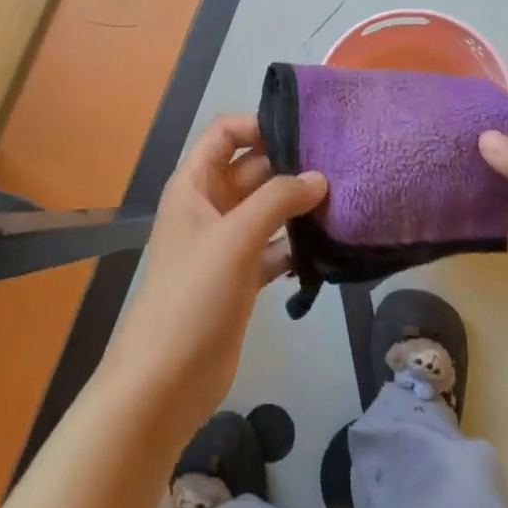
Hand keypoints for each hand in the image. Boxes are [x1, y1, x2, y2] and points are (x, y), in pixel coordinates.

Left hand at [100, 114, 326, 444]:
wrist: (165, 381)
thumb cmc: (193, 295)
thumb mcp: (235, 237)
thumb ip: (278, 199)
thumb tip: (320, 177)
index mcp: (193, 185)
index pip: (224, 134)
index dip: (257, 126)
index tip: (303, 133)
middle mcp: (208, 207)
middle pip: (250, 169)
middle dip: (288, 166)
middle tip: (338, 167)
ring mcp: (224, 244)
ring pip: (264, 209)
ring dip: (295, 206)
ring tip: (342, 201)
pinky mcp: (240, 278)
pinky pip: (271, 247)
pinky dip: (294, 244)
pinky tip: (326, 245)